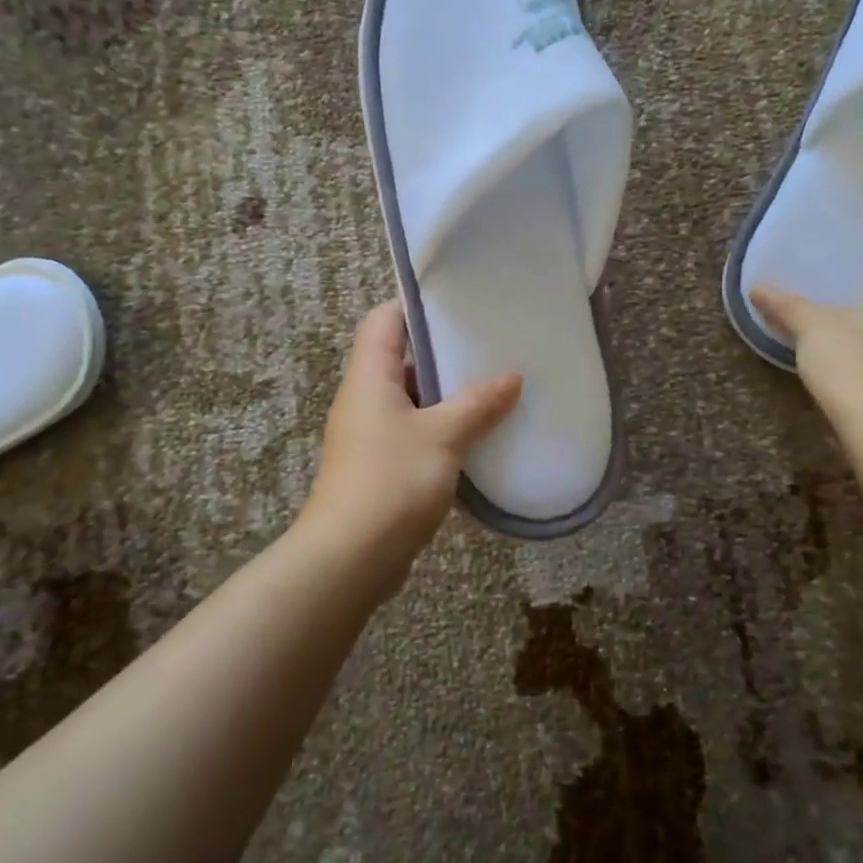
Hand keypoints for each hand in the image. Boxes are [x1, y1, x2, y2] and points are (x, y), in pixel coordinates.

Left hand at [299, 300, 521, 582]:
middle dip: (443, 352)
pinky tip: (479, 435)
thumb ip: (478, 404)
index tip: (459, 303)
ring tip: (494, 385)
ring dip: (447, 394)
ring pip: (412, 399)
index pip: (384, 321)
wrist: (351, 558)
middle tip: (490, 345)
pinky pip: (415, 433)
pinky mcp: (381, 466)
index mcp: (370, 377)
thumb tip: (512, 377)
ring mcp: (371, 435)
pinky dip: (443, 428)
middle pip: (401, 359)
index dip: (415, 305)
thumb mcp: (443, 436)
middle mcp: (365, 399)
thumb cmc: (392, 481)